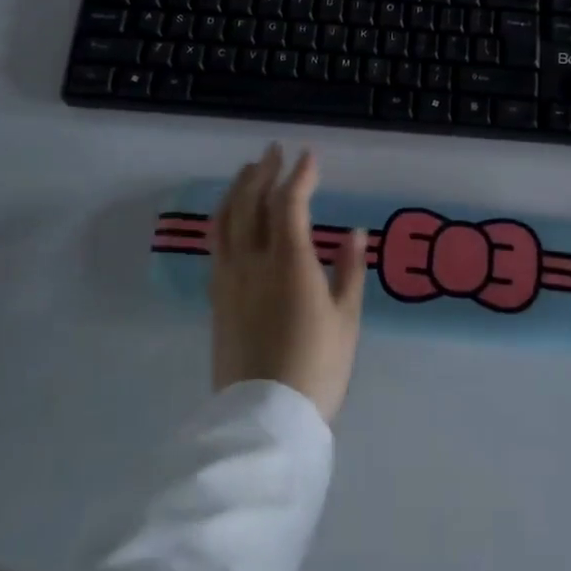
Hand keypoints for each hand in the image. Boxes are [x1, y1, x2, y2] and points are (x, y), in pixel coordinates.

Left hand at [209, 144, 367, 422]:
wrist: (265, 418)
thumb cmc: (318, 368)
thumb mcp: (346, 319)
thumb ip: (349, 269)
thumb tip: (354, 231)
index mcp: (289, 262)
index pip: (290, 202)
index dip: (301, 175)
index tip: (310, 156)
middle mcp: (252, 261)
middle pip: (250, 202)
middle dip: (262, 171)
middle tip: (273, 152)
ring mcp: (228, 279)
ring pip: (226, 220)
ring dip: (237, 190)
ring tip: (247, 173)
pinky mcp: (216, 298)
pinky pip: (216, 245)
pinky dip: (224, 219)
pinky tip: (231, 218)